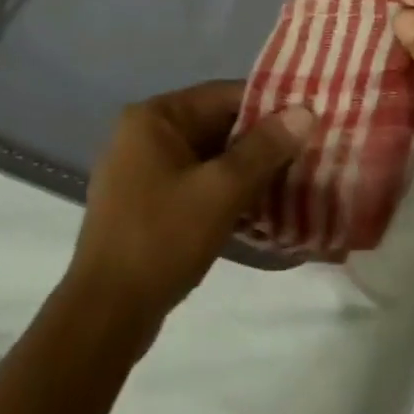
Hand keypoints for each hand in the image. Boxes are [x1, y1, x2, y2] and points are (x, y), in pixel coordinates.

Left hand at [71, 81, 311, 326]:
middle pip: (217, 124)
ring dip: (247, 168)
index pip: (225, 96)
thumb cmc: (162, 240)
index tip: (308, 123)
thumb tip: (305, 111)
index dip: (271, 107)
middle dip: (261, 141)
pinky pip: (196, 181)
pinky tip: (259, 207)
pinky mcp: (144, 204)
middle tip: (307, 153)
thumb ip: (265, 148)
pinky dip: (225, 190)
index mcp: (155, 117)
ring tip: (292, 179)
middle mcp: (143, 134)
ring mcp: (140, 171)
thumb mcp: (222, 190)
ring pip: (209, 156)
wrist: (105, 318)